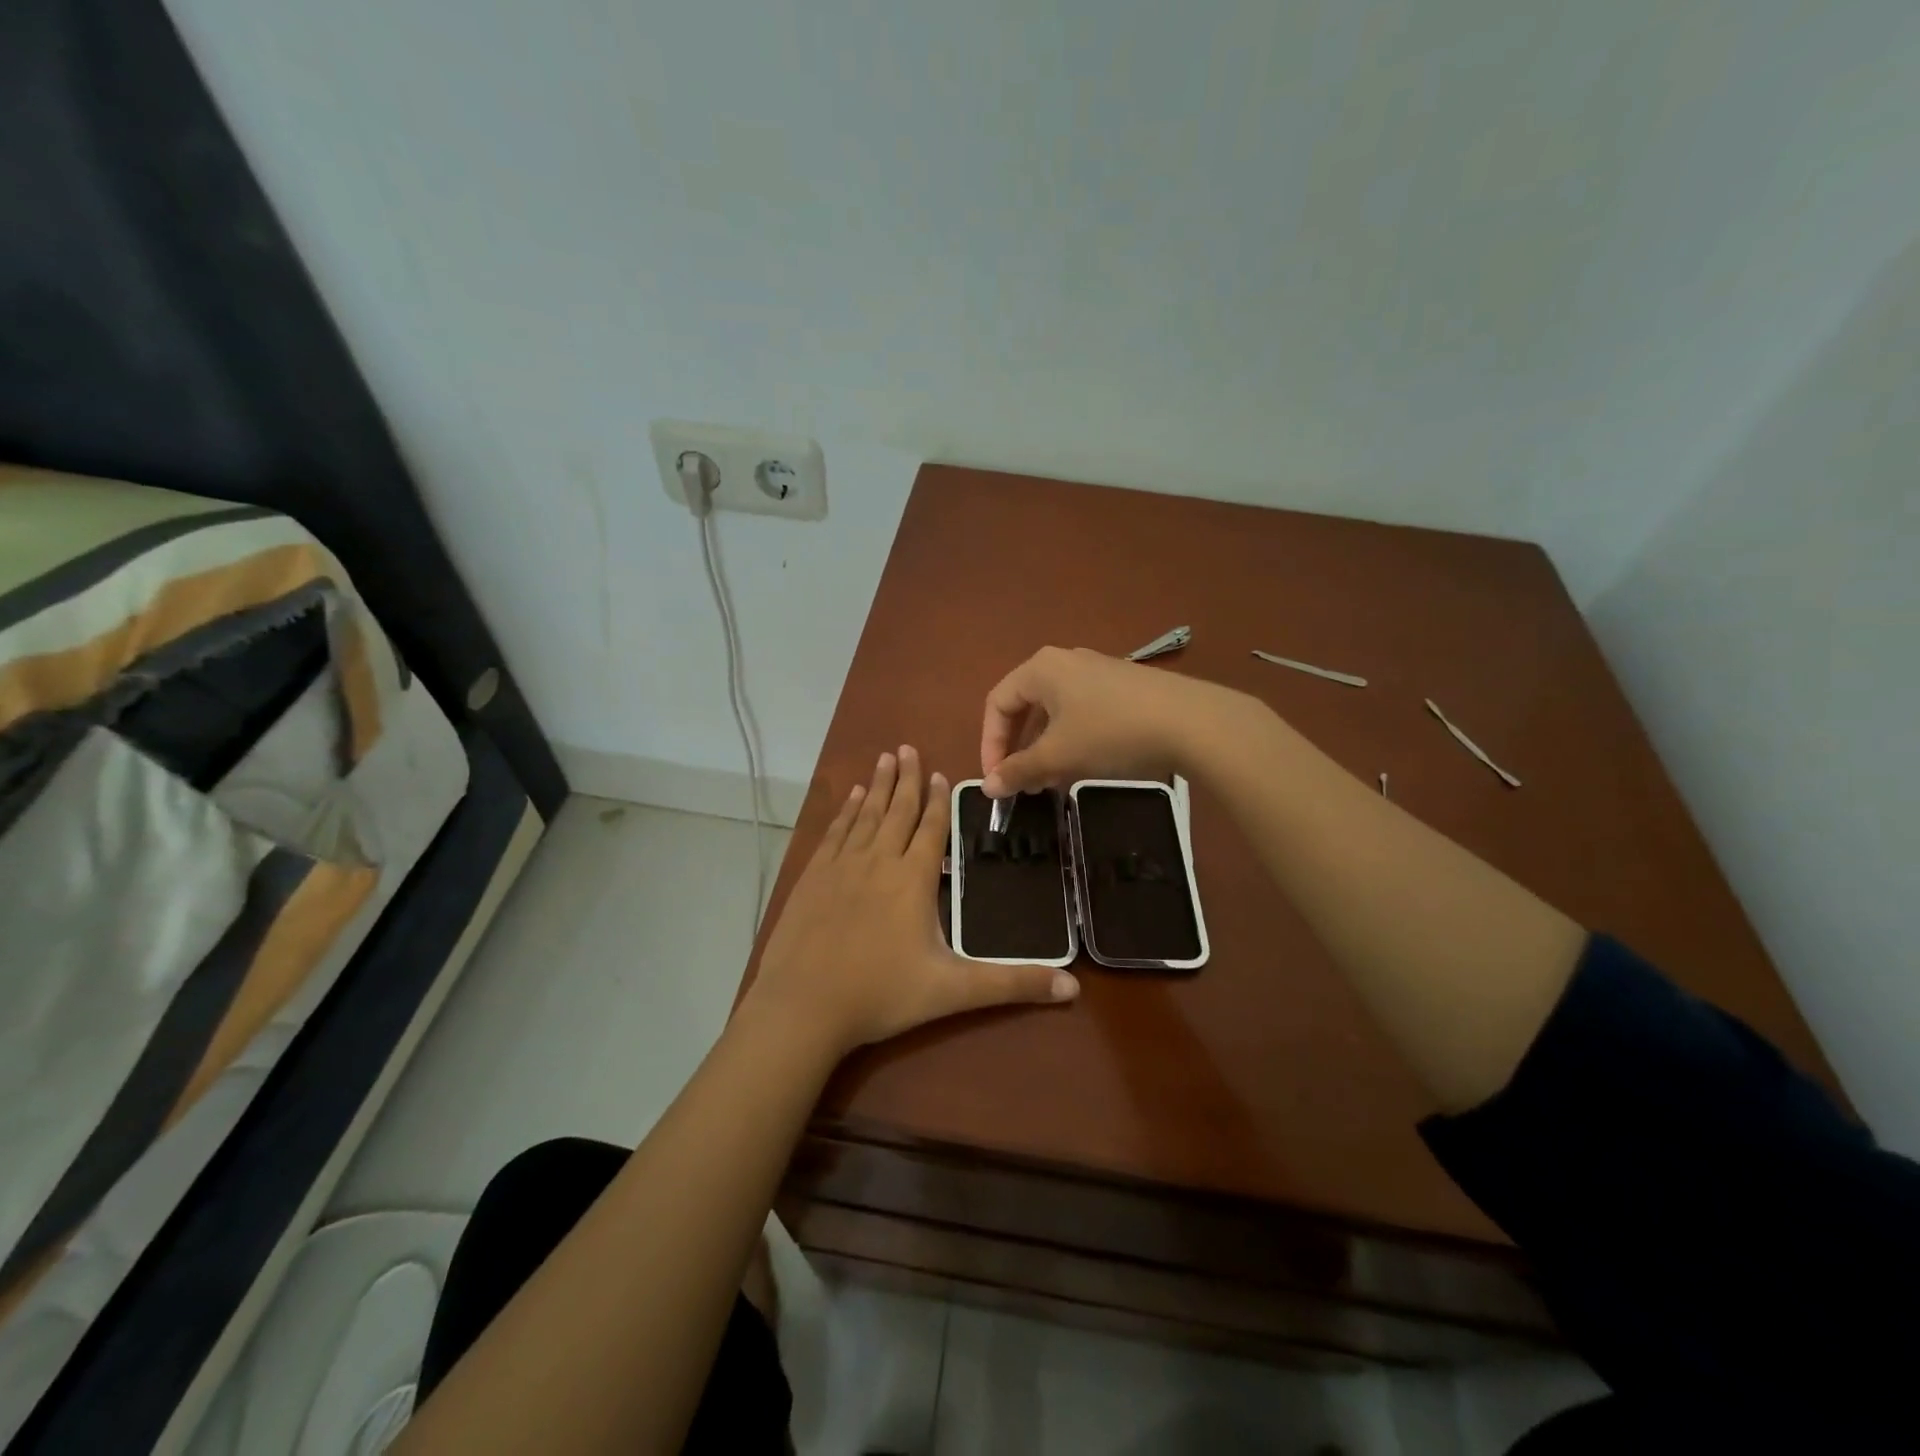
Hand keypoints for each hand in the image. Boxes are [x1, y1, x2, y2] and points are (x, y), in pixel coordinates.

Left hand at [746, 746, 1078, 1057]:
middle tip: (908, 748)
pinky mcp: (812, 877)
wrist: (803, 1006)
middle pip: (896, 810)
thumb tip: (1073, 987)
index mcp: (913, 879)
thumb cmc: (881, 994)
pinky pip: (834, 832)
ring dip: (877, 786)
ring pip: (865, 815)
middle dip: (906, 779)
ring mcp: (841, 866)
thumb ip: (1012, 984)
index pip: (930, 828)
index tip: (940, 773)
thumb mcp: (954, 991)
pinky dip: (845, 811)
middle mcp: (878, 861)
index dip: (938, 800)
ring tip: (884, 758)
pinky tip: (849, 798)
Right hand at [980, 647, 1241, 796]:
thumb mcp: (1058, 755)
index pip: (997, 704)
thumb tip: (989, 787)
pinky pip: (1081, 713)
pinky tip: (1082, 766)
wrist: (1191, 722)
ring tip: (1049, 782)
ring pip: (1055, 712)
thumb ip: (1019, 770)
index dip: (990, 744)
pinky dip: (1070, 740)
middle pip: (1025, 706)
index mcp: (1040, 668)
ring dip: (1044, 748)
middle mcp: (1065, 662)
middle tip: (1021, 784)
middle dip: (1018, 748)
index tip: (997, 781)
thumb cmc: (1111, 732)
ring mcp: (1096, 672)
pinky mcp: (1122, 687)